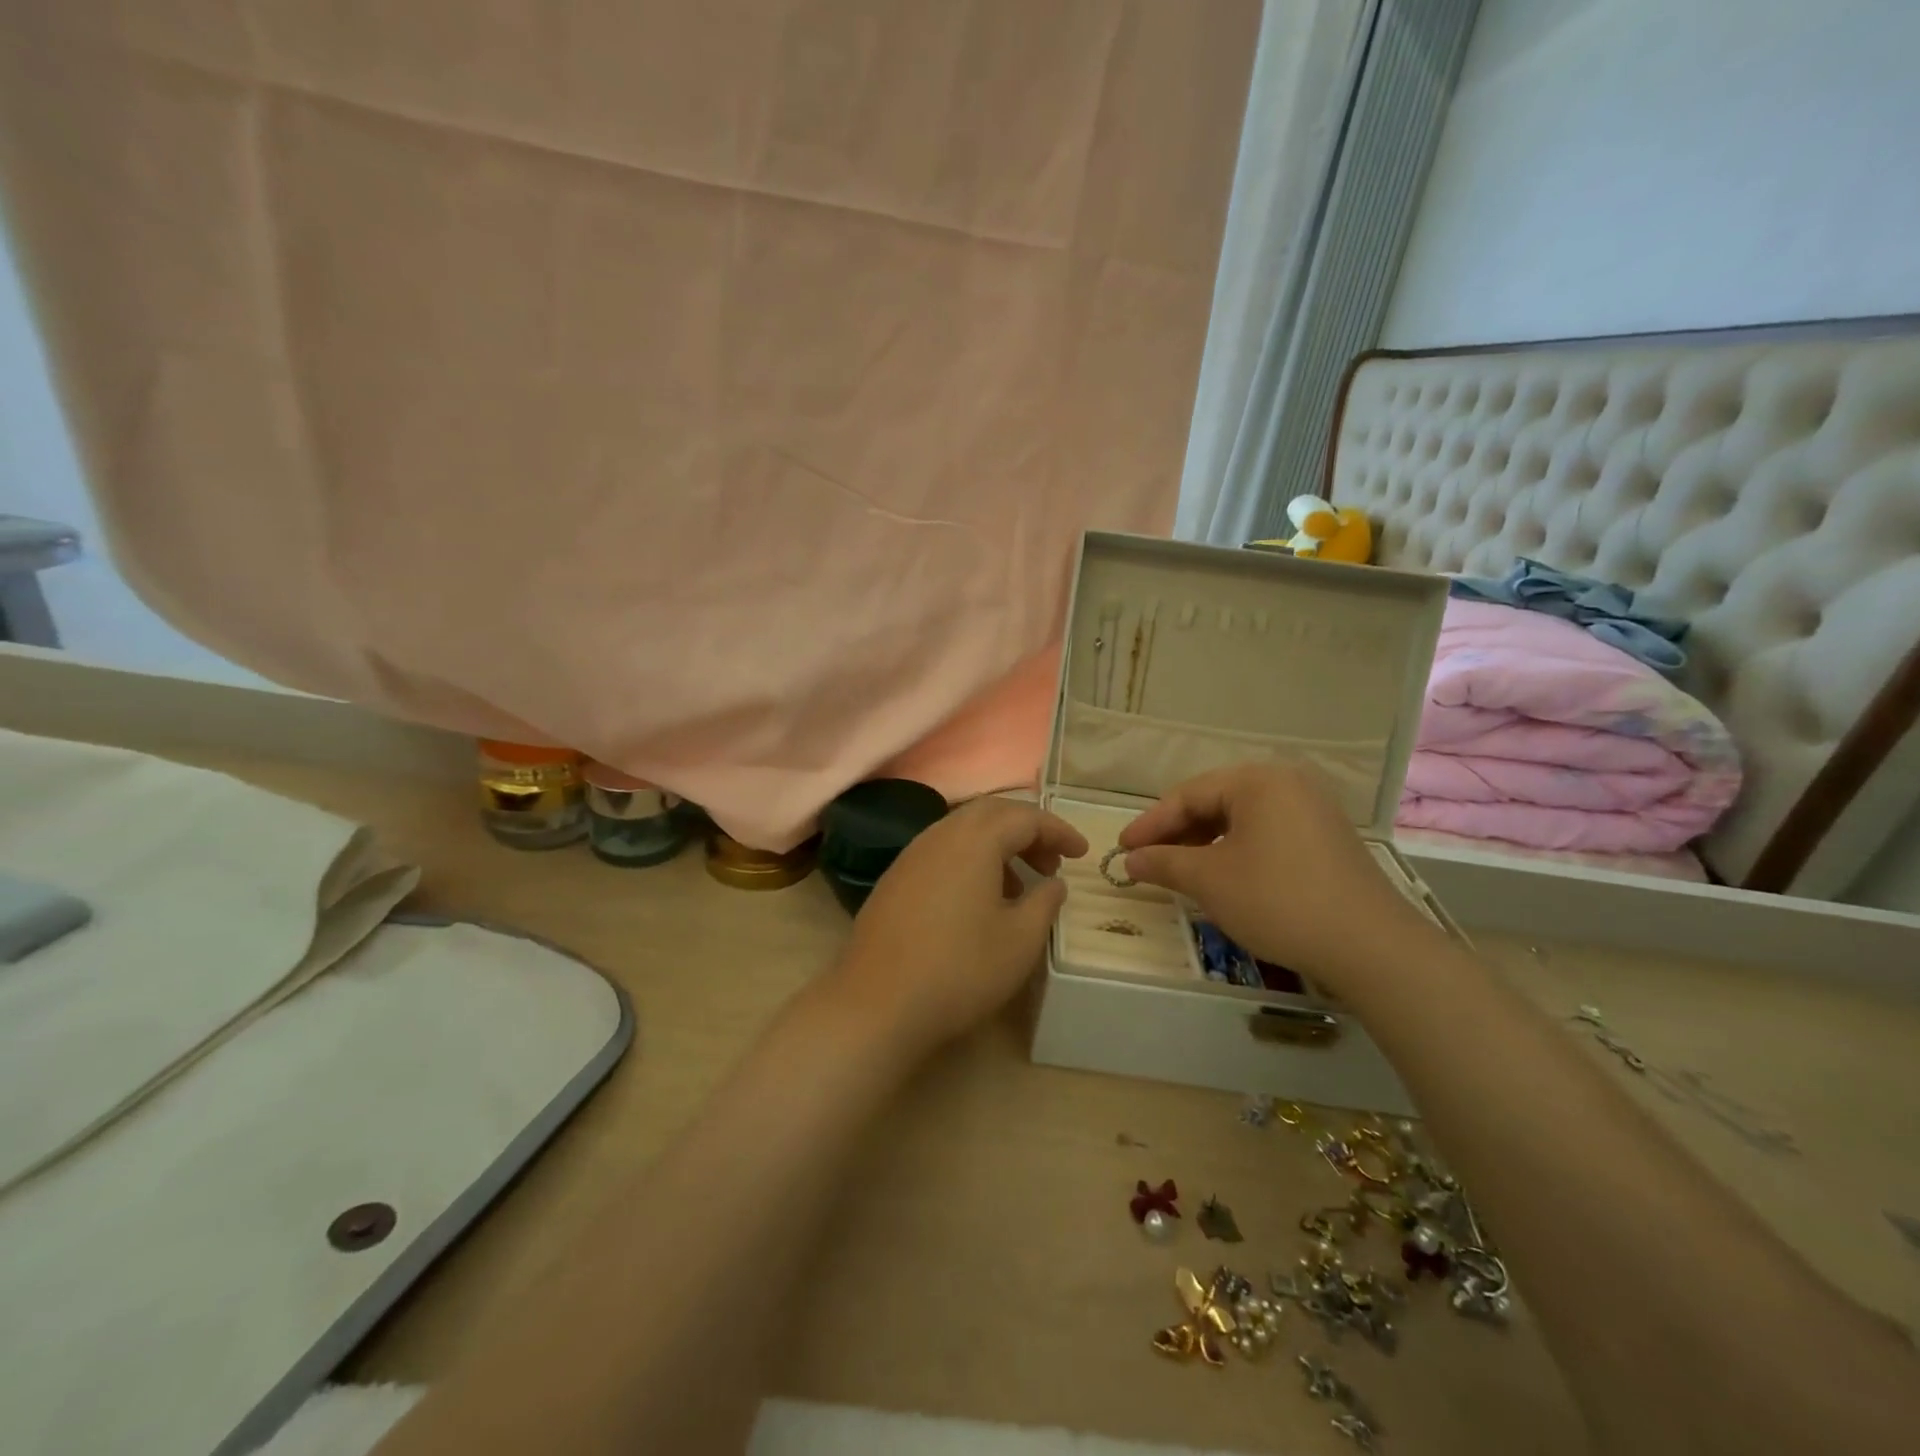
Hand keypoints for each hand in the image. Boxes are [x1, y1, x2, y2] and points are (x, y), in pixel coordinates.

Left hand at [829, 798, 1087, 1057]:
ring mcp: (911, 855)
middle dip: (1026, 831)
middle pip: (991, 814)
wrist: (877, 1003)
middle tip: (1051, 862)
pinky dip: (970, 861)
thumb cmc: (960, 969)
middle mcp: (940, 835)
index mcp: (975, 839)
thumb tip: (1053, 882)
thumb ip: (1045, 902)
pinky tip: (977, 900)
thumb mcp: (1020, 940)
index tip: (1082, 853)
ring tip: (1018, 884)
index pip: (1026, 816)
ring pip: (963, 831)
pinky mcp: (894, 879)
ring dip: (997, 846)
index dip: (1058, 830)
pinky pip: (941, 852)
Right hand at [1117, 762, 1432, 992]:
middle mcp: (1287, 783)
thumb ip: (1164, 862)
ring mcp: (1313, 810)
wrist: (1370, 947)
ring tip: (1179, 871)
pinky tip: (1223, 877)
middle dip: (1178, 833)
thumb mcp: (1210, 880)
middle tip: (1147, 860)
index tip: (1122, 849)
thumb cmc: (1278, 900)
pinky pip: (1267, 834)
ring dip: (1205, 844)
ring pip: (1242, 820)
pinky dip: (1236, 852)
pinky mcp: (1327, 839)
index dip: (1150, 824)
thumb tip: (1131, 859)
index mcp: (1258, 780)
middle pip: (1215, 802)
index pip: (1188, 795)